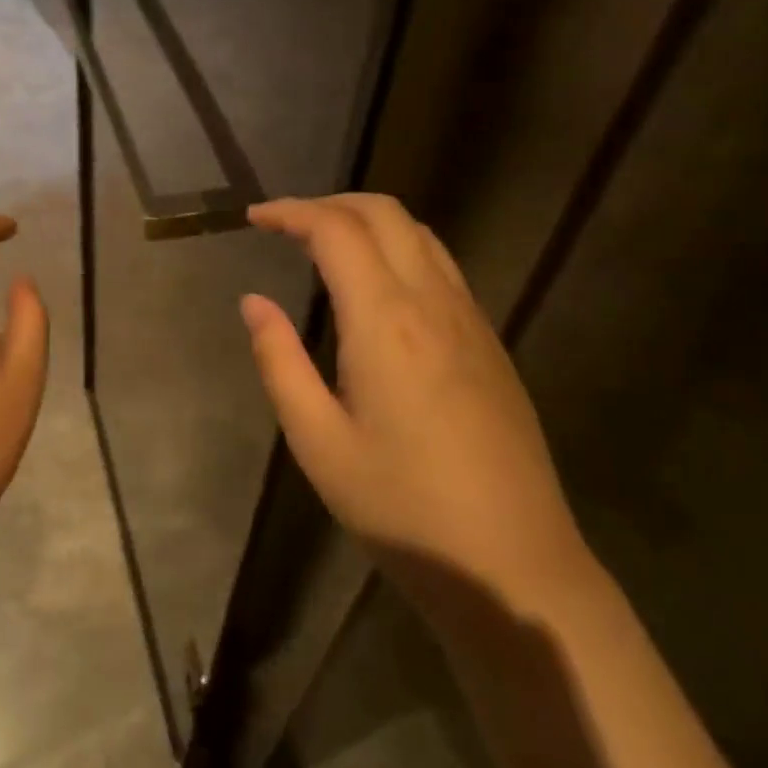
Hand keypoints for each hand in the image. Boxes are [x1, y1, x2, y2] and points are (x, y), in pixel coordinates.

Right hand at [242, 194, 590, 610]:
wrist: (513, 564)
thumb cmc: (402, 508)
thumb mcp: (318, 442)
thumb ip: (280, 362)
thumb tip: (254, 302)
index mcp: (385, 320)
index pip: (336, 231)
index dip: (291, 212)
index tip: (255, 217)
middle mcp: (433, 302)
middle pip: (385, 213)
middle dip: (330, 203)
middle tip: (286, 225)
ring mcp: (471, 319)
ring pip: (420, 234)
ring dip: (368, 221)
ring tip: (325, 246)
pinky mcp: (490, 343)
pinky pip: (441, 266)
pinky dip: (400, 248)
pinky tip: (378, 288)